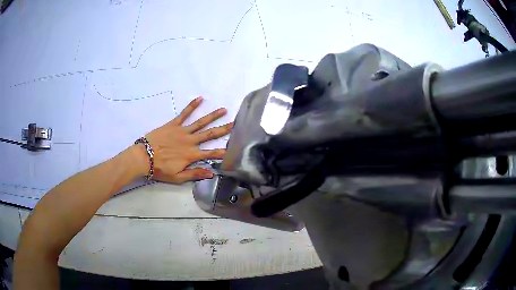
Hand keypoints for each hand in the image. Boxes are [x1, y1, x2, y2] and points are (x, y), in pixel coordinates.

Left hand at [134, 97, 232, 183]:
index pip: (211, 153)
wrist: (143, 157)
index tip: (234, 149)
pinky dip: (192, 106)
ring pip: (200, 122)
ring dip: (213, 116)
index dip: (223, 152)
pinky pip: (184, 114)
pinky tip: (200, 98)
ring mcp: (182, 131)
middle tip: (235, 124)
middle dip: (224, 129)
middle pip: (210, 134)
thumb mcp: (178, 177)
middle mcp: (190, 141)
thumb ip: (195, 174)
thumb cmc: (160, 169)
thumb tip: (212, 173)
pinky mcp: (173, 124)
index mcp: (191, 155)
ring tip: (224, 110)